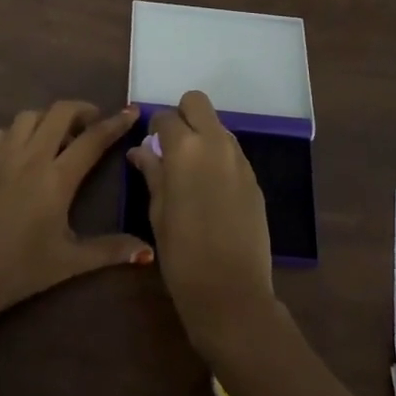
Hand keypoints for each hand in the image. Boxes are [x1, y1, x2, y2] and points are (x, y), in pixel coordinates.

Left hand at [0, 101, 151, 324]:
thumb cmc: (19, 270)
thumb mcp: (69, 262)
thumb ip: (110, 250)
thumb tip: (148, 250)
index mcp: (57, 178)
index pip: (93, 139)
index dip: (115, 123)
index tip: (130, 112)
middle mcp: (31, 157)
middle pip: (60, 112)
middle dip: (82, 110)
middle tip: (93, 125)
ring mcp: (2, 157)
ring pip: (29, 116)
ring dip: (49, 119)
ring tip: (58, 137)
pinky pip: (2, 133)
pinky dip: (18, 132)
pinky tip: (22, 151)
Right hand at [127, 90, 279, 355]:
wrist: (232, 293)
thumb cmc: (182, 255)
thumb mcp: (157, 212)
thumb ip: (152, 173)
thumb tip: (140, 152)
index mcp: (185, 149)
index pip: (165, 117)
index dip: (154, 130)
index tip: (149, 148)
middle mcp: (215, 144)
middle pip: (197, 103)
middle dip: (182, 116)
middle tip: (171, 148)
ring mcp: (240, 160)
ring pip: (218, 126)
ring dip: (202, 136)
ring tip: (190, 172)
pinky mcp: (254, 179)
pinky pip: (232, 152)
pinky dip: (218, 158)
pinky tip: (210, 190)